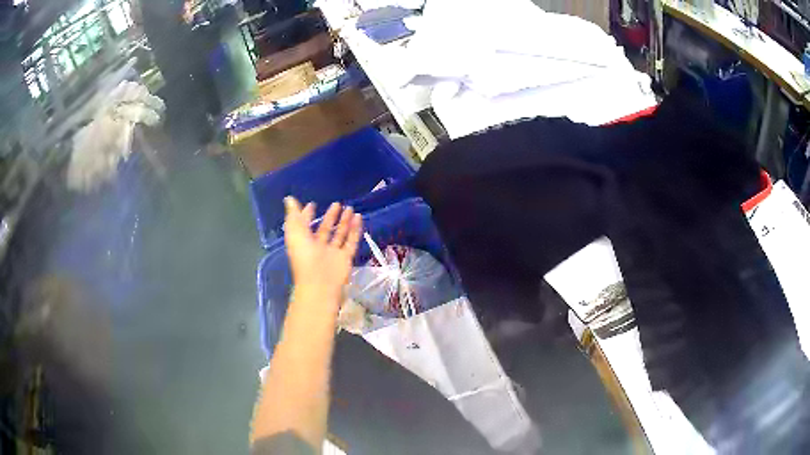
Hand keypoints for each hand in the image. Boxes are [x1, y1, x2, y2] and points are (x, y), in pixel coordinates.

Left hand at [284, 197, 362, 310]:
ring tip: (350, 208)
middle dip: (330, 217)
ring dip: (345, 221)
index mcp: (303, 242)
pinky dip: (355, 230)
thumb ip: (293, 215)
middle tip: (337, 204)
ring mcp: (333, 253)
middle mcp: (318, 247)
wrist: (320, 283)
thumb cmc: (304, 257)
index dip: (307, 216)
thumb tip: (289, 198)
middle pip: (325, 230)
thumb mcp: (294, 233)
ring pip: (340, 234)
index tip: (312, 205)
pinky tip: (358, 218)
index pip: (305, 226)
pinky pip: (351, 241)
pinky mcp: (346, 258)